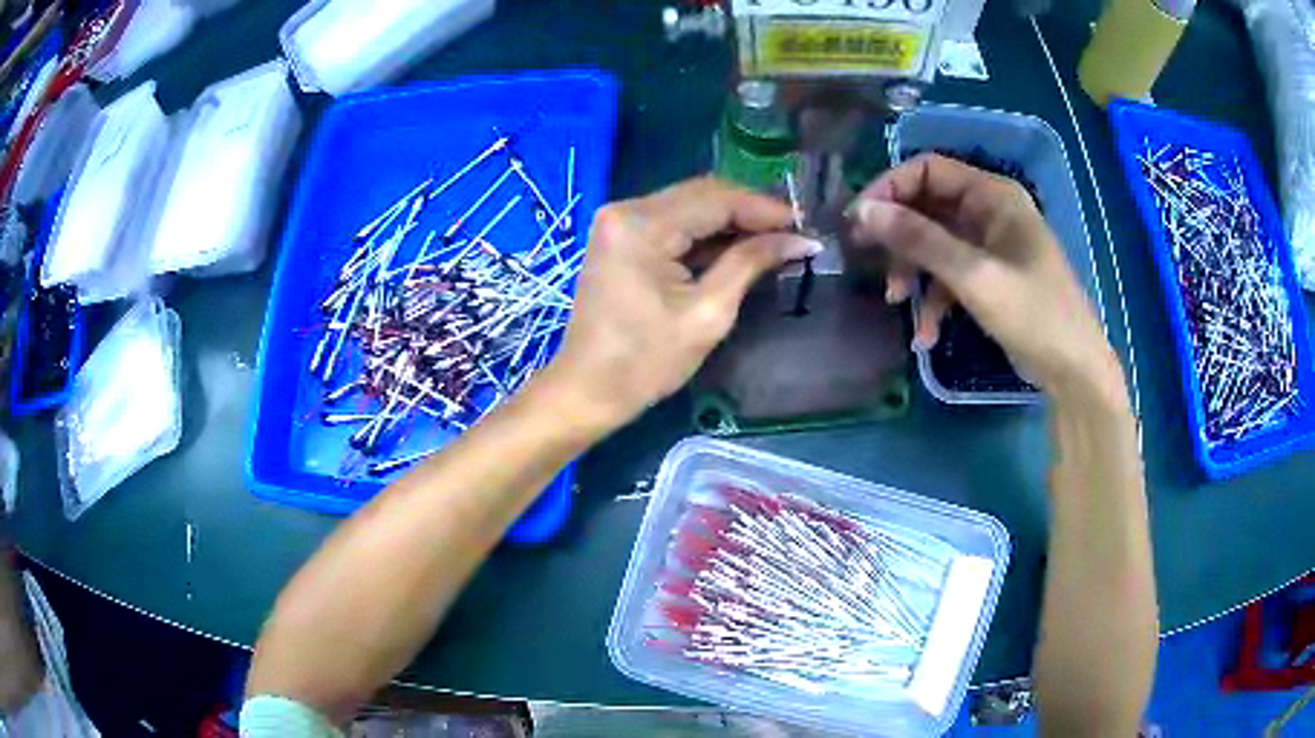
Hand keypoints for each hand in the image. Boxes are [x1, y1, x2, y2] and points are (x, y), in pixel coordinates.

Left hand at [544, 177, 822, 427]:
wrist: (587, 390)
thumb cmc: (646, 361)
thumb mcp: (708, 313)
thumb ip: (751, 263)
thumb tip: (800, 240)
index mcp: (642, 224)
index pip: (716, 198)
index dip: (765, 209)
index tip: (805, 226)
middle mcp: (625, 210)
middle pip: (702, 195)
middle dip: (751, 212)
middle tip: (794, 233)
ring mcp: (619, 222)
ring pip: (689, 206)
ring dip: (731, 222)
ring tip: (775, 240)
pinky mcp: (620, 238)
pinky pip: (673, 224)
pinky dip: (706, 234)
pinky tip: (738, 246)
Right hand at [848, 154, 1121, 400]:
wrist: (1073, 371)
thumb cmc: (1033, 314)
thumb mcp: (974, 276)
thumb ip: (919, 240)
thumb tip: (863, 211)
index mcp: (992, 195)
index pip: (928, 170)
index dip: (890, 189)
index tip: (858, 219)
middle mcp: (989, 212)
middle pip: (928, 206)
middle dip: (898, 235)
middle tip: (863, 256)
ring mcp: (990, 246)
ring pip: (934, 243)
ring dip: (912, 271)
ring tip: (895, 302)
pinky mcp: (989, 278)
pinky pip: (950, 276)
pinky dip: (933, 300)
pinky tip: (925, 335)